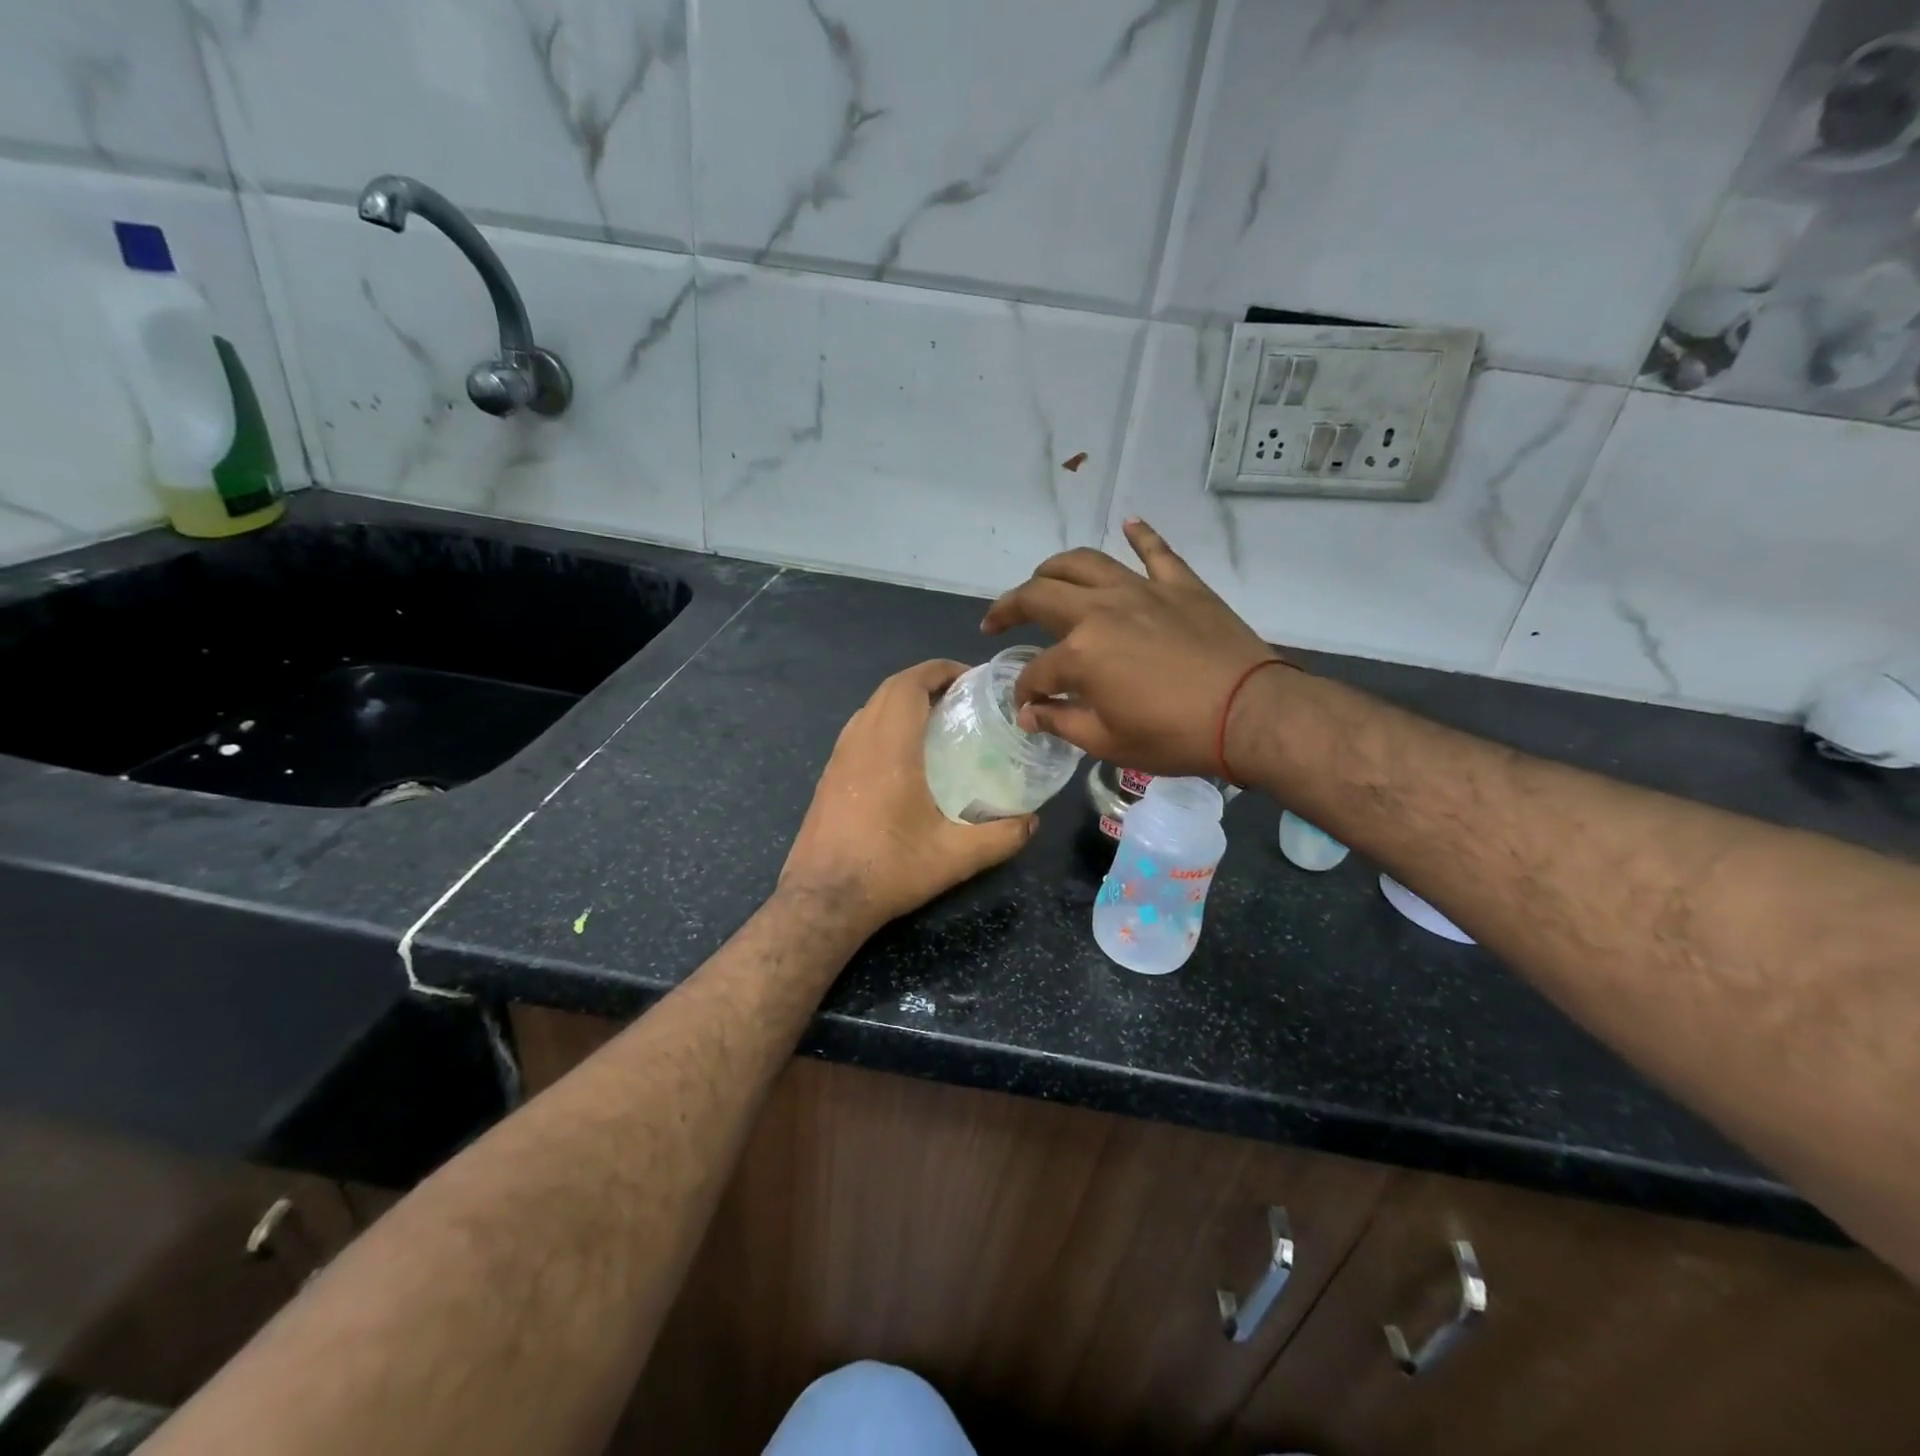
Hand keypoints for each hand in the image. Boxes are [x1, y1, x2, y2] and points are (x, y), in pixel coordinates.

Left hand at [780, 660, 1037, 931]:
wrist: (822, 899)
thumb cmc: (889, 869)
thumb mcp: (956, 857)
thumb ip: (1002, 837)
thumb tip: (1032, 821)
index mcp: (890, 747)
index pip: (910, 683)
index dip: (940, 670)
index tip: (970, 678)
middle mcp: (860, 741)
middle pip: (890, 688)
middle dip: (926, 681)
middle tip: (961, 698)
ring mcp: (838, 757)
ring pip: (870, 707)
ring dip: (902, 701)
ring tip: (937, 721)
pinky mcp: (828, 776)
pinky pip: (858, 729)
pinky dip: (884, 722)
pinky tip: (905, 755)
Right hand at [980, 519, 1288, 778]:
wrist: (1249, 713)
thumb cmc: (1174, 736)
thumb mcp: (1107, 742)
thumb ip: (1061, 722)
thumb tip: (1030, 714)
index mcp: (1080, 652)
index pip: (1036, 670)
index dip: (1025, 691)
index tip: (1026, 707)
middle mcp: (1101, 610)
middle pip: (1041, 596)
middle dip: (1009, 608)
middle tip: (996, 622)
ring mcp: (1142, 590)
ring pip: (1085, 563)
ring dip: (1054, 568)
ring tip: (1041, 579)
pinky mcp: (1180, 585)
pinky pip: (1155, 551)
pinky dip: (1141, 535)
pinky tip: (1128, 524)